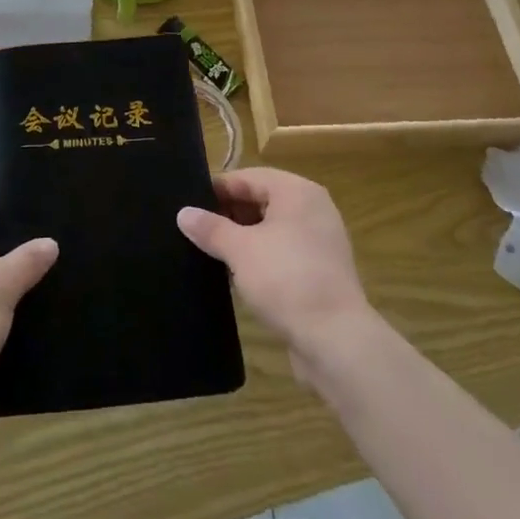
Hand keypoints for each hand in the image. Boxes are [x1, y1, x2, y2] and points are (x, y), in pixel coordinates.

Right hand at [177, 167, 373, 380]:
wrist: (336, 341)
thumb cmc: (286, 280)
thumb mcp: (240, 250)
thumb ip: (211, 228)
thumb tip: (183, 213)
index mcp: (297, 192)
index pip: (248, 177)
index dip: (217, 189)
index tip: (188, 204)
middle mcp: (312, 209)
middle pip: (261, 200)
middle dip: (228, 214)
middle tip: (195, 229)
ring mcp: (320, 241)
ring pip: (271, 228)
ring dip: (242, 237)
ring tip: (209, 251)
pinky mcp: (320, 270)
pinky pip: (282, 251)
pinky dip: (260, 256)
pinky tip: (235, 273)